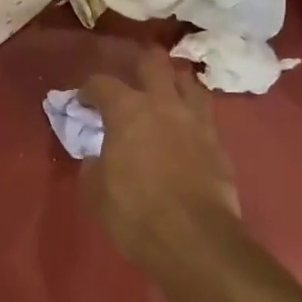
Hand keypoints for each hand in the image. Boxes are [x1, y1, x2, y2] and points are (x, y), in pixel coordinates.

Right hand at [82, 50, 241, 273]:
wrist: (194, 239)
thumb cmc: (135, 211)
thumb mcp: (96, 191)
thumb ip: (94, 164)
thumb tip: (99, 156)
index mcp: (128, 110)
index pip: (103, 83)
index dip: (89, 89)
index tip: (83, 100)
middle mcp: (164, 104)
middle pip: (153, 63)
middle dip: (139, 65)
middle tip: (131, 80)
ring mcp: (196, 120)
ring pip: (188, 81)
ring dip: (174, 82)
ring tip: (166, 95)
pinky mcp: (218, 142)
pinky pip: (205, 114)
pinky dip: (192, 115)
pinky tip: (186, 128)